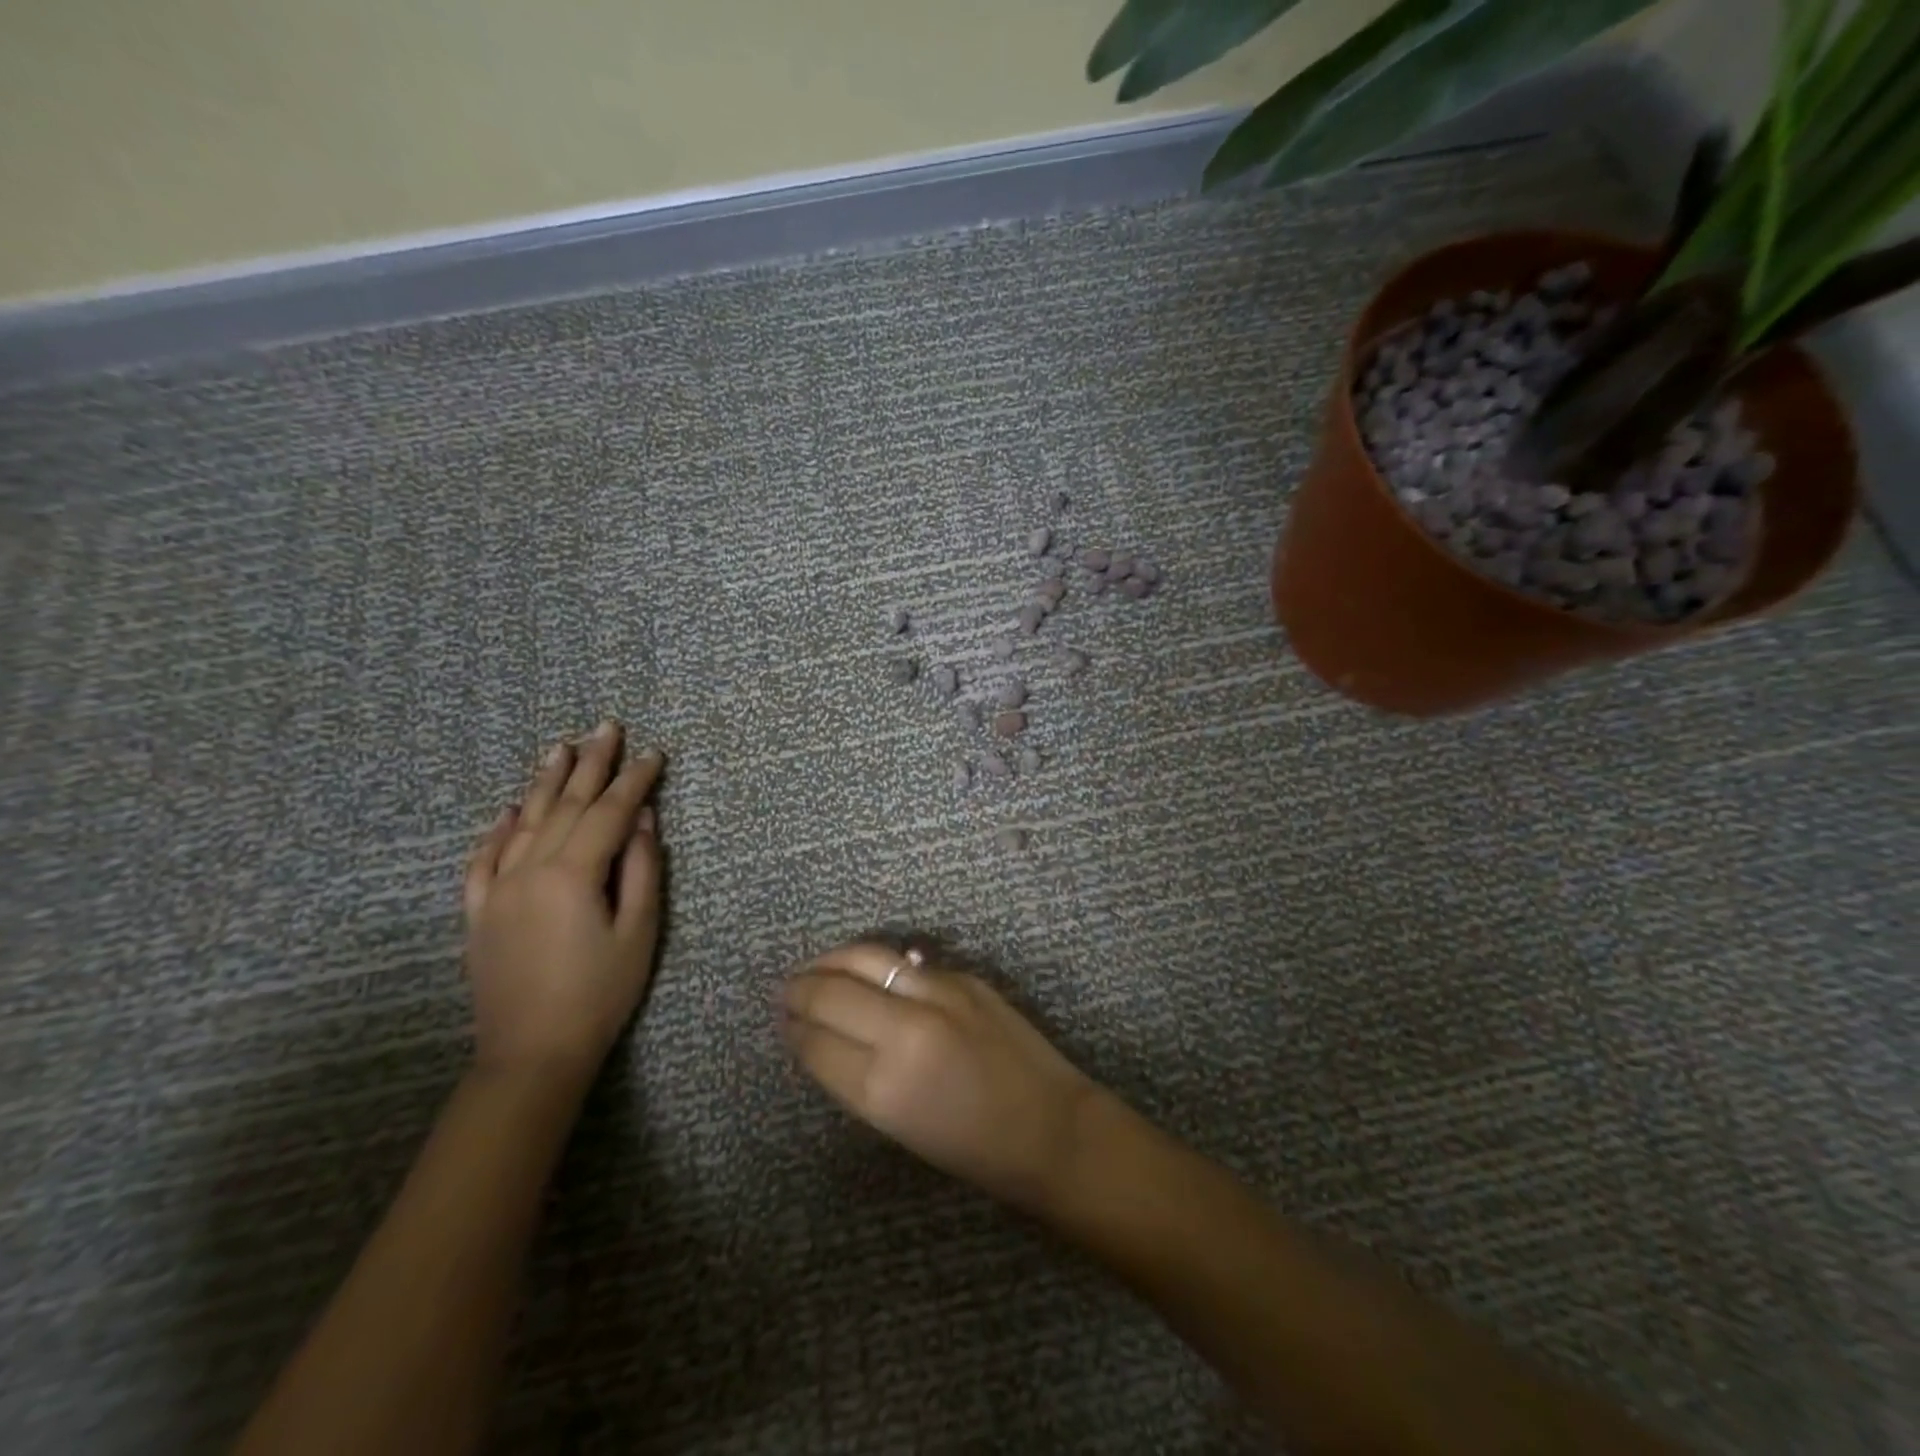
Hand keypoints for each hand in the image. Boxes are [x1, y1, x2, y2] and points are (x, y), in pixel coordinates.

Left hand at [462, 721, 663, 1082]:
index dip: (634, 780)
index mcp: (573, 873)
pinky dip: (497, 830)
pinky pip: (484, 859)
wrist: (532, 1054)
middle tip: (606, 726)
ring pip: (524, 821)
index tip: (654, 753)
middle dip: (591, 763)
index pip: (610, 812)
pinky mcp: (480, 912)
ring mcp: (499, 889)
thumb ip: (642, 869)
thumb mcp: (639, 931)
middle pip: (565, 804)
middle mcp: (530, 869)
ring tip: (560, 747)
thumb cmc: (600, 993)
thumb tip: (644, 819)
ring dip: (545, 782)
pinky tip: (507, 810)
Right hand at [782, 942, 1097, 1212]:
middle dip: (800, 990)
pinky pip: (904, 962)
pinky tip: (864, 969)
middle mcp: (905, 1029)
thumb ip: (856, 1076)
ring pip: (866, 958)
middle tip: (785, 990)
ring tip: (814, 968)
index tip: (782, 1021)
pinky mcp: (963, 977)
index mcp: (883, 1086)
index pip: (816, 1043)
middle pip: (832, 993)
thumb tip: (821, 1038)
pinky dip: (875, 963)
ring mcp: (938, 994)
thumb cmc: (972, 1147)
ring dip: (831, 961)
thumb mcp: (898, 1125)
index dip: (793, 1030)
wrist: (1049, 1128)